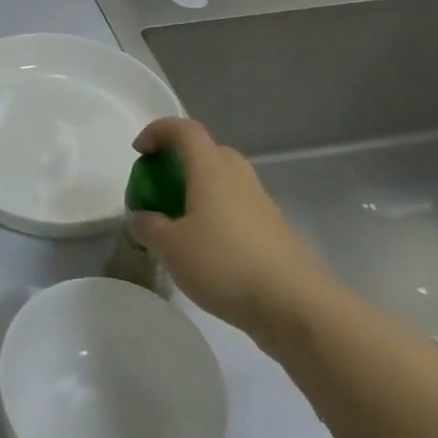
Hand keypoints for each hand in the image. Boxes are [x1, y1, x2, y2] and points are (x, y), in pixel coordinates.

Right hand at [129, 117, 338, 344]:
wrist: (297, 306)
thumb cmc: (225, 264)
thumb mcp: (171, 248)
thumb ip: (148, 227)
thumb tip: (141, 217)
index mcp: (211, 170)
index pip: (184, 130)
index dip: (159, 131)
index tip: (140, 152)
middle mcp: (239, 178)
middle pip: (209, 152)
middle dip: (181, 162)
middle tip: (162, 186)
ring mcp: (262, 204)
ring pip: (226, 182)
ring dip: (201, 191)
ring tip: (181, 223)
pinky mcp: (276, 232)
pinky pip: (239, 209)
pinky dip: (218, 217)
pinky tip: (208, 251)